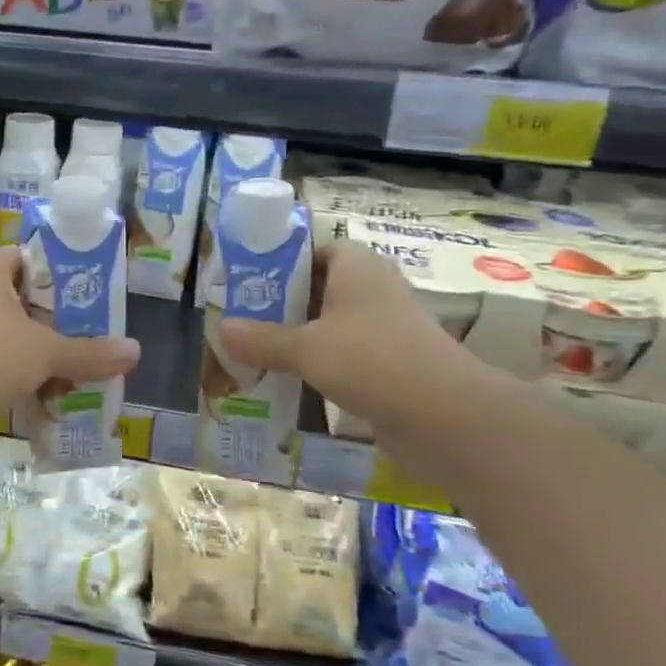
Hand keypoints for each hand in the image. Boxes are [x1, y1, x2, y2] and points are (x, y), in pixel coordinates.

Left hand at [0, 247, 141, 427]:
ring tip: (61, 371)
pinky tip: (30, 394)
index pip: (25, 258)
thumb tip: (136, 351)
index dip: (57, 276)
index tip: (84, 300)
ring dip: (28, 351)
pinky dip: (5, 371)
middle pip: (15, 297)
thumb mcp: (46, 354)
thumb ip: (90, 352)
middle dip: (48, 321)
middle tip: (80, 339)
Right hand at [218, 241, 466, 422]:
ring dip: (302, 339)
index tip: (251, 285)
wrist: (443, 415)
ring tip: (259, 354)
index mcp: (357, 267)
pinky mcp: (393, 364)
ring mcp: (387, 329)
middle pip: (321, 290)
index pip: (318, 250)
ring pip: (334, 326)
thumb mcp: (305, 349)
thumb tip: (221, 329)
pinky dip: (322, 366)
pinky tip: (292, 383)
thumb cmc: (369, 360)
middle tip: (245, 322)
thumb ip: (262, 339)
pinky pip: (348, 357)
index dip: (284, 263)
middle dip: (285, 306)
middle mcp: (374, 290)